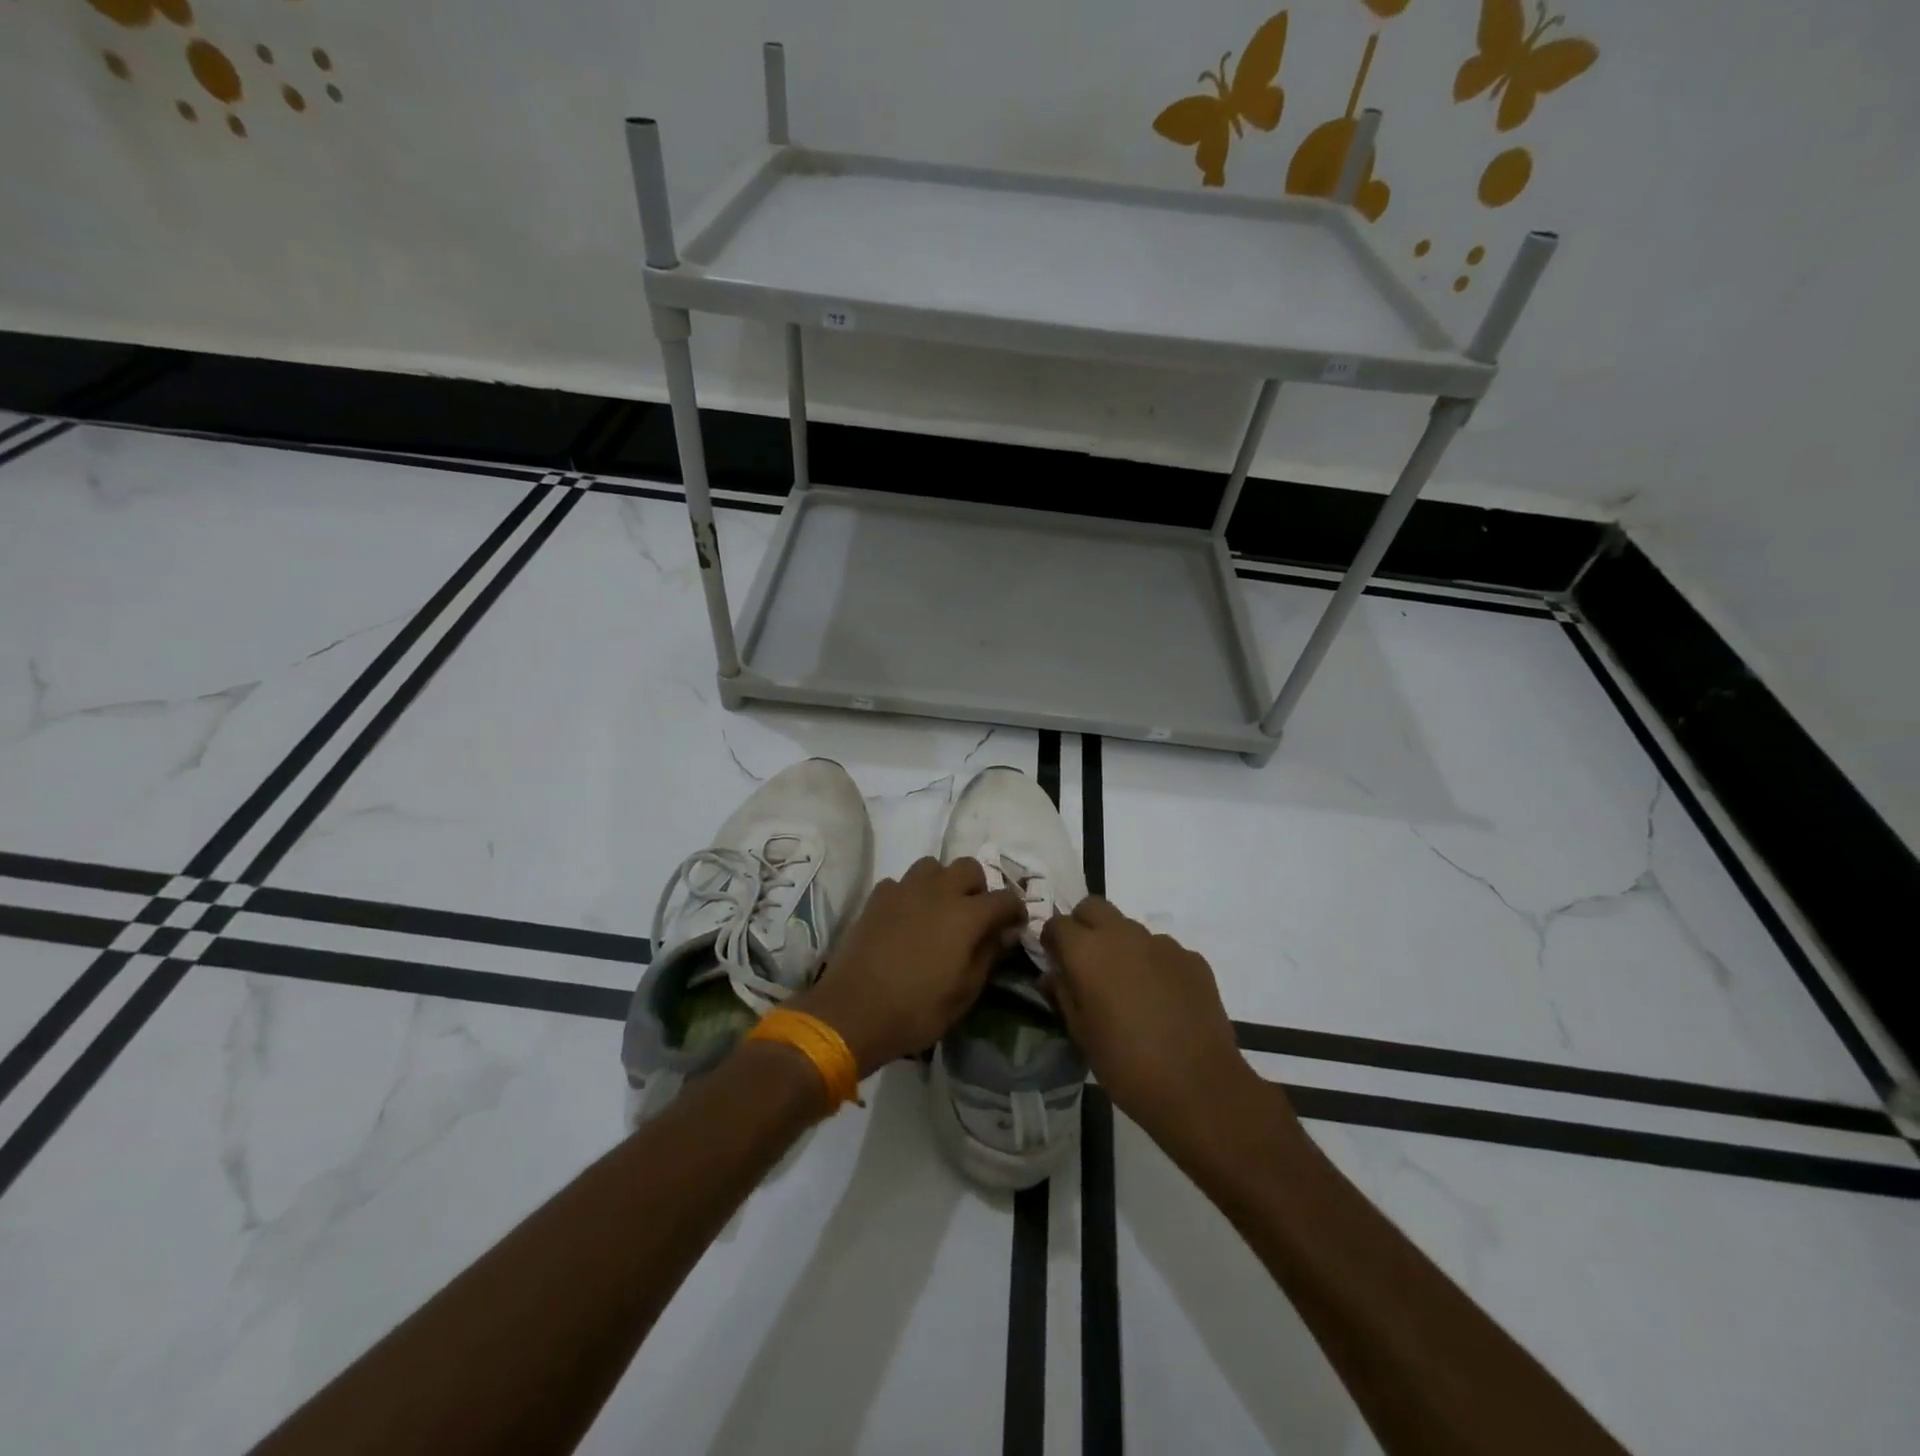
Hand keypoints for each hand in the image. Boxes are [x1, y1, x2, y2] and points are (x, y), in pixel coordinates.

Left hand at [792, 856, 1027, 1075]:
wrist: (853, 1011)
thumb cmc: (917, 1010)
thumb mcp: (965, 993)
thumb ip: (988, 955)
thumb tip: (1003, 932)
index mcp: (966, 914)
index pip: (1005, 898)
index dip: (1015, 911)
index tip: (1013, 927)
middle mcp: (938, 891)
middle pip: (969, 867)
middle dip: (978, 888)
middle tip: (974, 916)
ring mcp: (904, 889)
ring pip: (932, 866)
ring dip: (942, 883)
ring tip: (938, 911)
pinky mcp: (877, 897)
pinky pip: (901, 882)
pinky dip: (910, 894)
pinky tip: (905, 918)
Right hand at [1041, 898, 1284, 1155]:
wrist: (1198, 1086)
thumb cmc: (1126, 1065)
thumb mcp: (1081, 1034)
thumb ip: (1063, 995)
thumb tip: (1052, 975)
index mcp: (1087, 951)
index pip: (1057, 923)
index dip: (1052, 940)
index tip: (1055, 962)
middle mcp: (1122, 935)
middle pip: (1093, 907)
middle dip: (1084, 926)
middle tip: (1087, 963)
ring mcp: (1161, 943)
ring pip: (1130, 928)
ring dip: (1121, 946)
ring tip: (1129, 988)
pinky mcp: (1192, 958)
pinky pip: (1163, 950)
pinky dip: (1154, 964)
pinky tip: (1162, 1000)